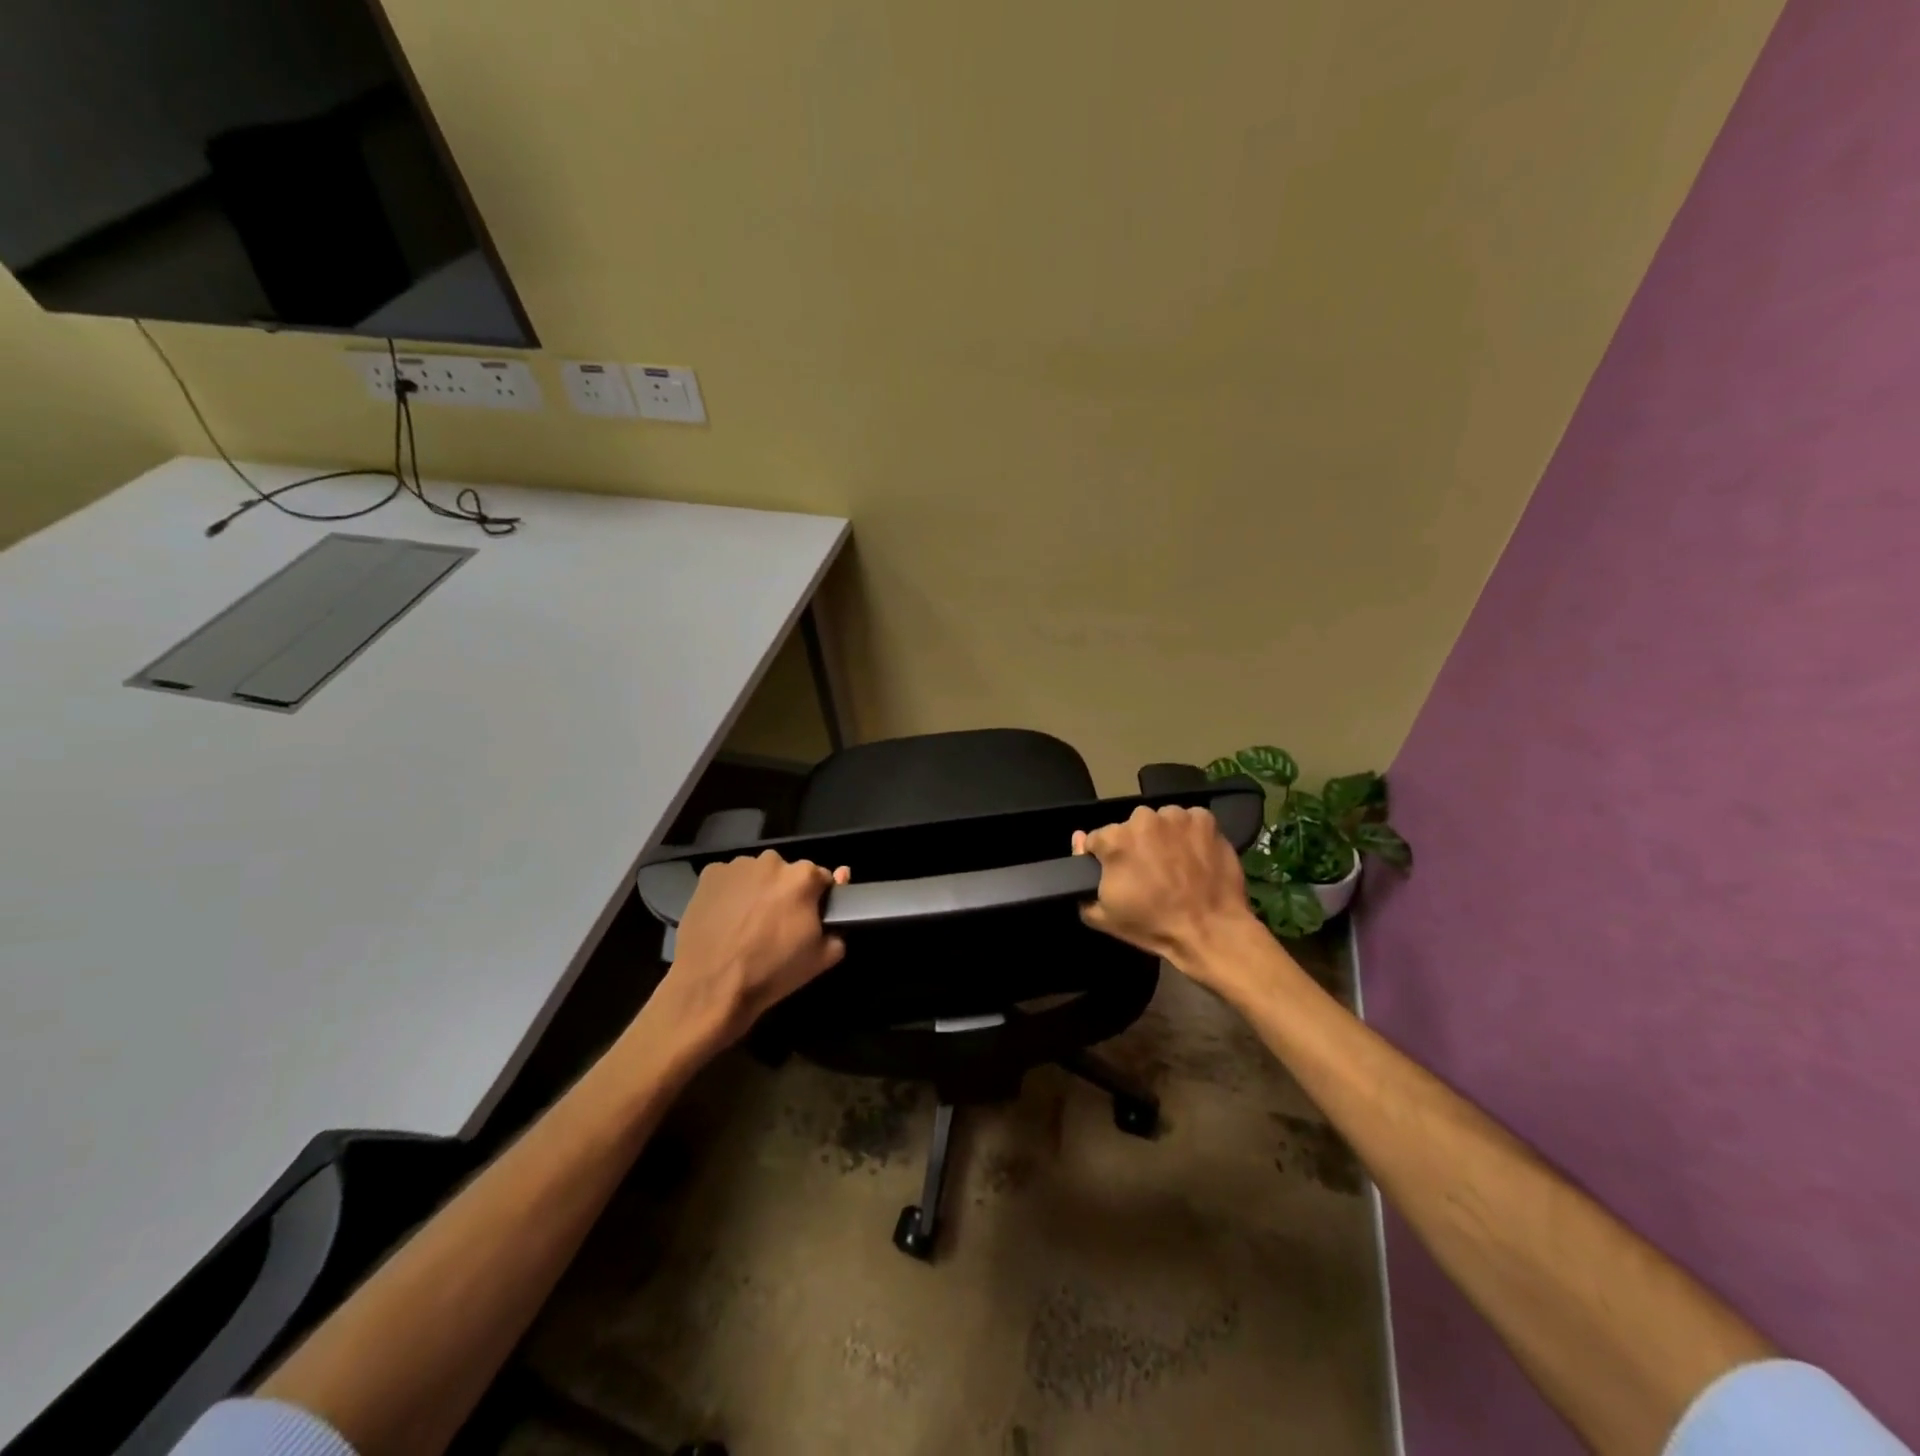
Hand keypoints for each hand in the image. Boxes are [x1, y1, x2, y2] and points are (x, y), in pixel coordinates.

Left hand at [647, 851, 850, 1055]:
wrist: (711, 988)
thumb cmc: (772, 972)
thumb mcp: (821, 959)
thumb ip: (838, 928)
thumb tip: (836, 912)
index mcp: (804, 877)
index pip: (821, 879)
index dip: (817, 900)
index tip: (807, 919)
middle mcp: (772, 861)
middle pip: (787, 873)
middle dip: (785, 892)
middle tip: (774, 924)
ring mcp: (738, 866)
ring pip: (757, 875)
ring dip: (757, 890)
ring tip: (746, 924)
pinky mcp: (709, 875)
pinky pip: (728, 880)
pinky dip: (729, 893)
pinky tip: (724, 919)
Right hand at [1072, 805, 1262, 981]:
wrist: (1211, 931)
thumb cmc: (1153, 926)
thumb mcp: (1103, 916)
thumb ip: (1080, 880)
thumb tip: (1078, 839)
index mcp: (1115, 839)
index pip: (1097, 840)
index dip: (1105, 859)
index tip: (1120, 877)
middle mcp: (1143, 819)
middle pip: (1130, 828)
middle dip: (1136, 846)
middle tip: (1150, 874)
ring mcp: (1176, 817)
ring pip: (1160, 822)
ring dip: (1163, 838)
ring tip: (1175, 865)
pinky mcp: (1204, 819)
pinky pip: (1189, 821)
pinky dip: (1190, 835)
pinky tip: (1195, 857)